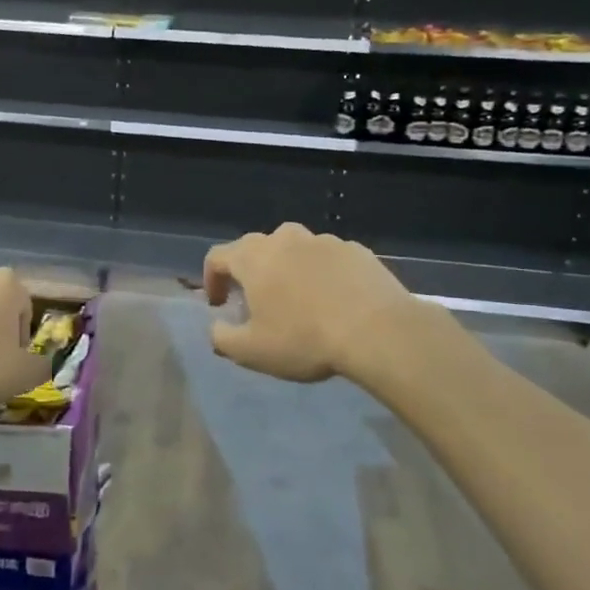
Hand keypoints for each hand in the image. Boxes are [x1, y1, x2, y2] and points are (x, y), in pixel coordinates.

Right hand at [203, 222, 456, 386]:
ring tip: (299, 299)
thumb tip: (216, 328)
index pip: (217, 257)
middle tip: (258, 302)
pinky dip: (323, 273)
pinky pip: (328, 258)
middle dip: (251, 272)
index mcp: (253, 257)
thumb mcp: (252, 351)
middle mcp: (284, 238)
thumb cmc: (305, 339)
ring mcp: (323, 240)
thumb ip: (222, 338)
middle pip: (256, 248)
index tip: (219, 305)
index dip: (211, 279)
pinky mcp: (356, 249)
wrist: (378, 331)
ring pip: (295, 249)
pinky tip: (335, 300)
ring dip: (288, 269)